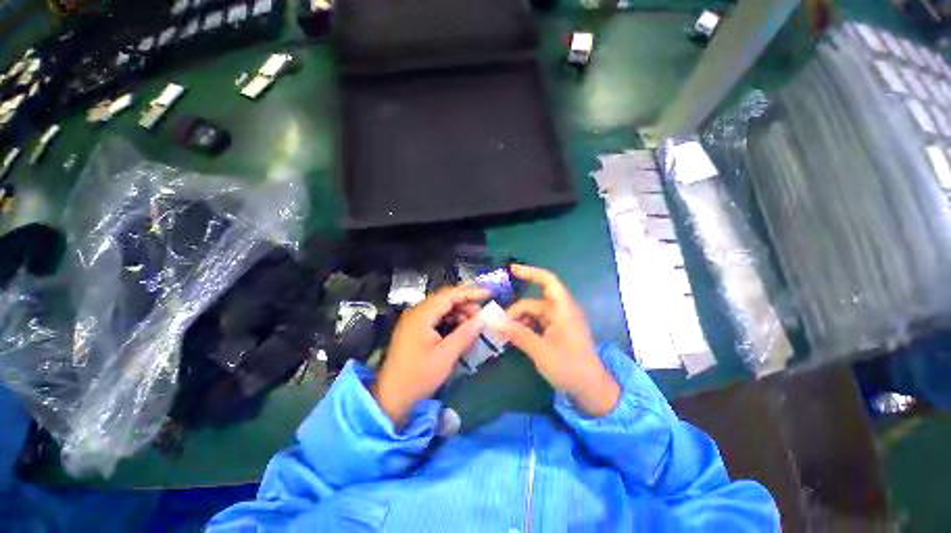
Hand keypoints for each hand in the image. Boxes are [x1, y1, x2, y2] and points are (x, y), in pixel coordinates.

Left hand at [373, 286, 488, 426]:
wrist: (391, 397)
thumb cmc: (418, 376)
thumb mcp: (446, 356)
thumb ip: (465, 334)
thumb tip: (482, 319)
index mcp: (422, 315)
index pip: (449, 294)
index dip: (470, 292)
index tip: (488, 294)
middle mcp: (416, 312)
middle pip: (445, 299)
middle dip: (465, 303)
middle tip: (482, 314)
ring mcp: (414, 320)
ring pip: (441, 308)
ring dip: (458, 312)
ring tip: (473, 323)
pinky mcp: (414, 329)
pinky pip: (435, 317)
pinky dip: (450, 320)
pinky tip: (460, 329)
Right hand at [503, 264, 619, 417]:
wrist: (591, 390)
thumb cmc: (569, 367)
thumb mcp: (540, 351)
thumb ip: (518, 334)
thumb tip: (496, 323)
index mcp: (563, 309)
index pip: (548, 281)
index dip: (530, 272)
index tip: (512, 270)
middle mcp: (562, 312)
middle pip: (534, 303)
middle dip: (516, 312)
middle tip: (499, 326)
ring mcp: (560, 322)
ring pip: (534, 314)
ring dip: (519, 322)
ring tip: (505, 335)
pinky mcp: (558, 332)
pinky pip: (538, 324)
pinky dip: (526, 328)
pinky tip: (515, 338)